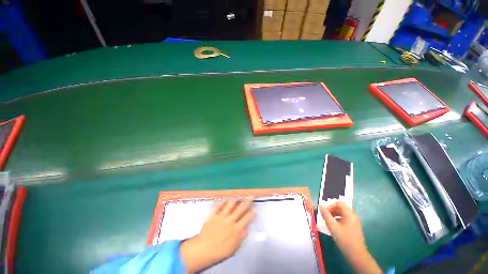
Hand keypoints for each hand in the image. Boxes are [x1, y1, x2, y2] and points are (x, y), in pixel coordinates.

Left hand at [180, 199, 255, 272]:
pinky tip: (224, 199)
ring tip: (237, 196)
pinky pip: (219, 206)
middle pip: (240, 209)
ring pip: (230, 204)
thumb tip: (247, 228)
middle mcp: (230, 220)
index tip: (255, 209)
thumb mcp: (234, 247)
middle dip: (246, 202)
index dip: (251, 213)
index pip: (246, 219)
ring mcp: (221, 216)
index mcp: (236, 229)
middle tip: (250, 196)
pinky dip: (222, 202)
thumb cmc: (220, 250)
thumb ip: (241, 237)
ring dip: (234, 200)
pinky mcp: (213, 214)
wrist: (203, 249)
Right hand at [320, 202, 381, 273]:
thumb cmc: (344, 239)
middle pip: (341, 208)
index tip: (324, 211)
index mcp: (349, 214)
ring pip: (343, 213)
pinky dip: (338, 219)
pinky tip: (334, 226)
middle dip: (332, 210)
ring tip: (328, 221)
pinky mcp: (354, 227)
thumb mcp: (333, 226)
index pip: (339, 203)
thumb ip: (326, 215)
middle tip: (325, 216)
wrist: (357, 255)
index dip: (330, 205)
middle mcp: (353, 216)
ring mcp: (354, 222)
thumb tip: (320, 206)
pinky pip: (345, 219)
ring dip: (334, 215)